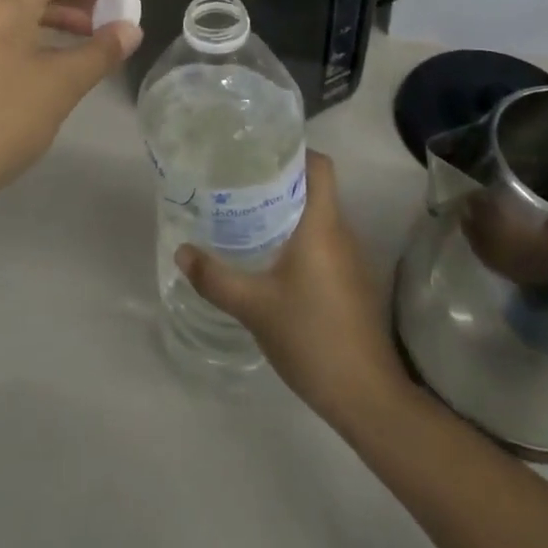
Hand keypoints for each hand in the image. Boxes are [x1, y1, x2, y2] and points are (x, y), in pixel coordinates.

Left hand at [0, 0, 142, 204]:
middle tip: (109, 2)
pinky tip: (57, 56)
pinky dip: (38, 29)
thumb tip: (131, 29)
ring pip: (19, 5)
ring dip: (57, 10)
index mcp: (4, 5)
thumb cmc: (0, 120)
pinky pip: (7, 27)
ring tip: (92, 31)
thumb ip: (99, 53)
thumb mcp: (60, 85)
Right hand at [176, 151, 408, 431]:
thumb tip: (181, 251)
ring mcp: (351, 260)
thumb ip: (215, 277)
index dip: (295, 151)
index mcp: (322, 225)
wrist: (366, 395)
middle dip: (280, 180)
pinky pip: (323, 243)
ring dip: (288, 211)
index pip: (320, 166)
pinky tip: (270, 257)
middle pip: (315, 188)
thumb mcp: (254, 306)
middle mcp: (341, 233)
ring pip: (319, 217)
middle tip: (240, 181)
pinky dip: (298, 238)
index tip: (259, 152)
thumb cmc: (311, 336)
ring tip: (247, 213)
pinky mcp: (352, 283)